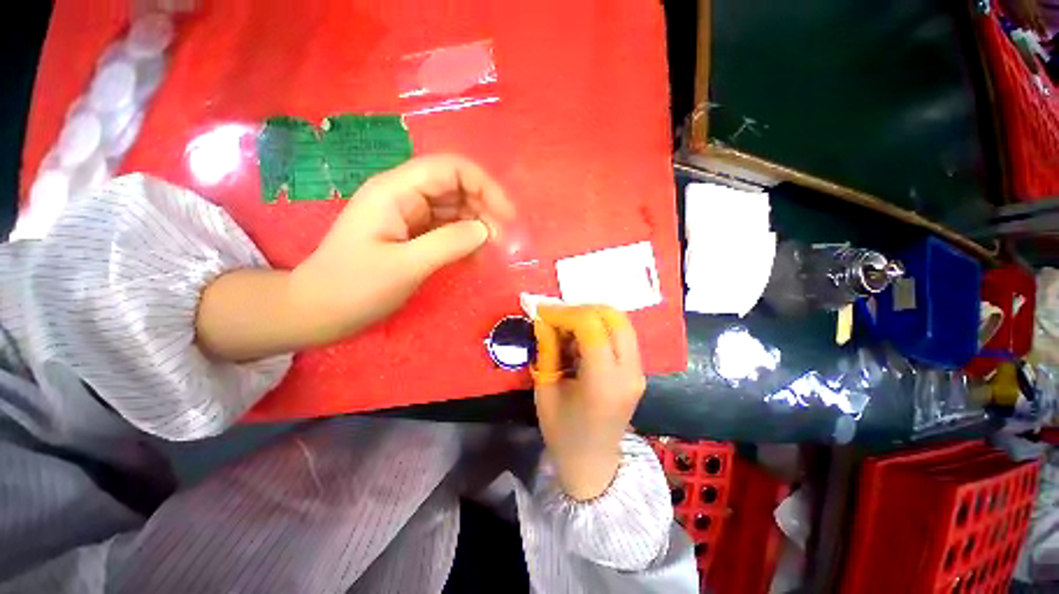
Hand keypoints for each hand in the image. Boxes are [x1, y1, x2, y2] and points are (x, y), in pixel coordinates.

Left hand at [290, 154, 514, 343]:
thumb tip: (486, 230)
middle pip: (456, 187)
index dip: (484, 186)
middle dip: (484, 208)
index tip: (507, 215)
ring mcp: (409, 216)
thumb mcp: (404, 266)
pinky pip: (447, 230)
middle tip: (502, 240)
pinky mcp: (413, 235)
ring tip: (493, 250)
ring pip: (455, 209)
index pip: (450, 169)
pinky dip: (465, 240)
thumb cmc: (354, 286)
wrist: (320, 310)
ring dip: (477, 226)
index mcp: (396, 191)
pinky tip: (476, 257)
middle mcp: (404, 196)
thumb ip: (448, 243)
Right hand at [533, 305, 646, 500]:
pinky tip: (579, 340)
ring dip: (591, 316)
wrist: (594, 464)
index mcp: (604, 382)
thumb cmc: (563, 433)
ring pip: (620, 322)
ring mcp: (638, 371)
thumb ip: (547, 351)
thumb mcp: (545, 391)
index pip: (592, 327)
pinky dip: (599, 327)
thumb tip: (543, 320)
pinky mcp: (637, 371)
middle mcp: (629, 372)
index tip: (542, 312)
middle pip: (614, 317)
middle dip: (582, 308)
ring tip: (566, 328)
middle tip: (557, 317)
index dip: (565, 313)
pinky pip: (621, 334)